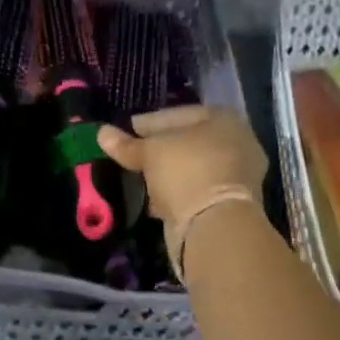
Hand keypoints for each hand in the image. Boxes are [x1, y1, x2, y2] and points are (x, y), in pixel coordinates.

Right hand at [98, 106, 266, 274]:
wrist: (215, 226)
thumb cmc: (185, 172)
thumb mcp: (150, 153)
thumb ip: (127, 144)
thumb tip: (101, 133)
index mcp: (223, 119)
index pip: (178, 114)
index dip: (149, 122)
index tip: (126, 129)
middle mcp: (237, 142)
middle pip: (188, 141)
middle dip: (160, 148)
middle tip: (133, 153)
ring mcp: (238, 174)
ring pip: (193, 167)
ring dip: (168, 172)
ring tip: (140, 176)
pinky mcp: (231, 203)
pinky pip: (197, 189)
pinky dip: (178, 192)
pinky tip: (156, 198)